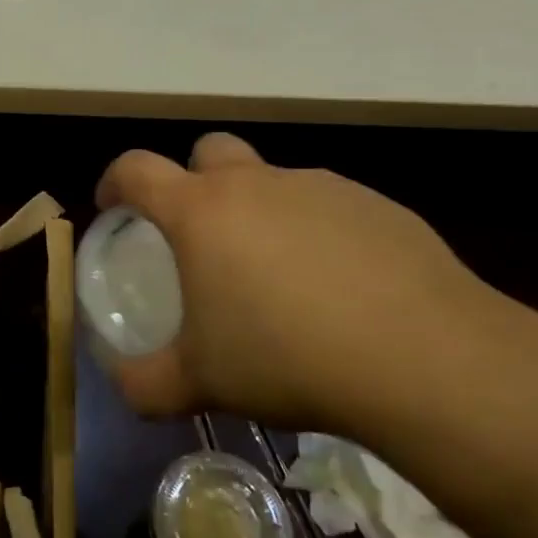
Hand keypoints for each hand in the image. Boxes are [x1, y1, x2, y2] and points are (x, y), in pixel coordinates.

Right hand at [95, 133, 501, 432]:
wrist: (424, 358)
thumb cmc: (287, 358)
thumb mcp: (201, 382)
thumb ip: (147, 383)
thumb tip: (124, 386)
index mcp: (201, 211)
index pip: (136, 169)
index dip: (115, 181)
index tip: (113, 207)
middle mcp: (257, 183)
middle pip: (209, 151)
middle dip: (194, 179)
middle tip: (202, 235)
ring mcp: (321, 188)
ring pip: (274, 181)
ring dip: (261, 212)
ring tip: (280, 279)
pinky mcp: (377, 205)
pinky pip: (329, 208)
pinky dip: (317, 234)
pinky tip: (340, 289)